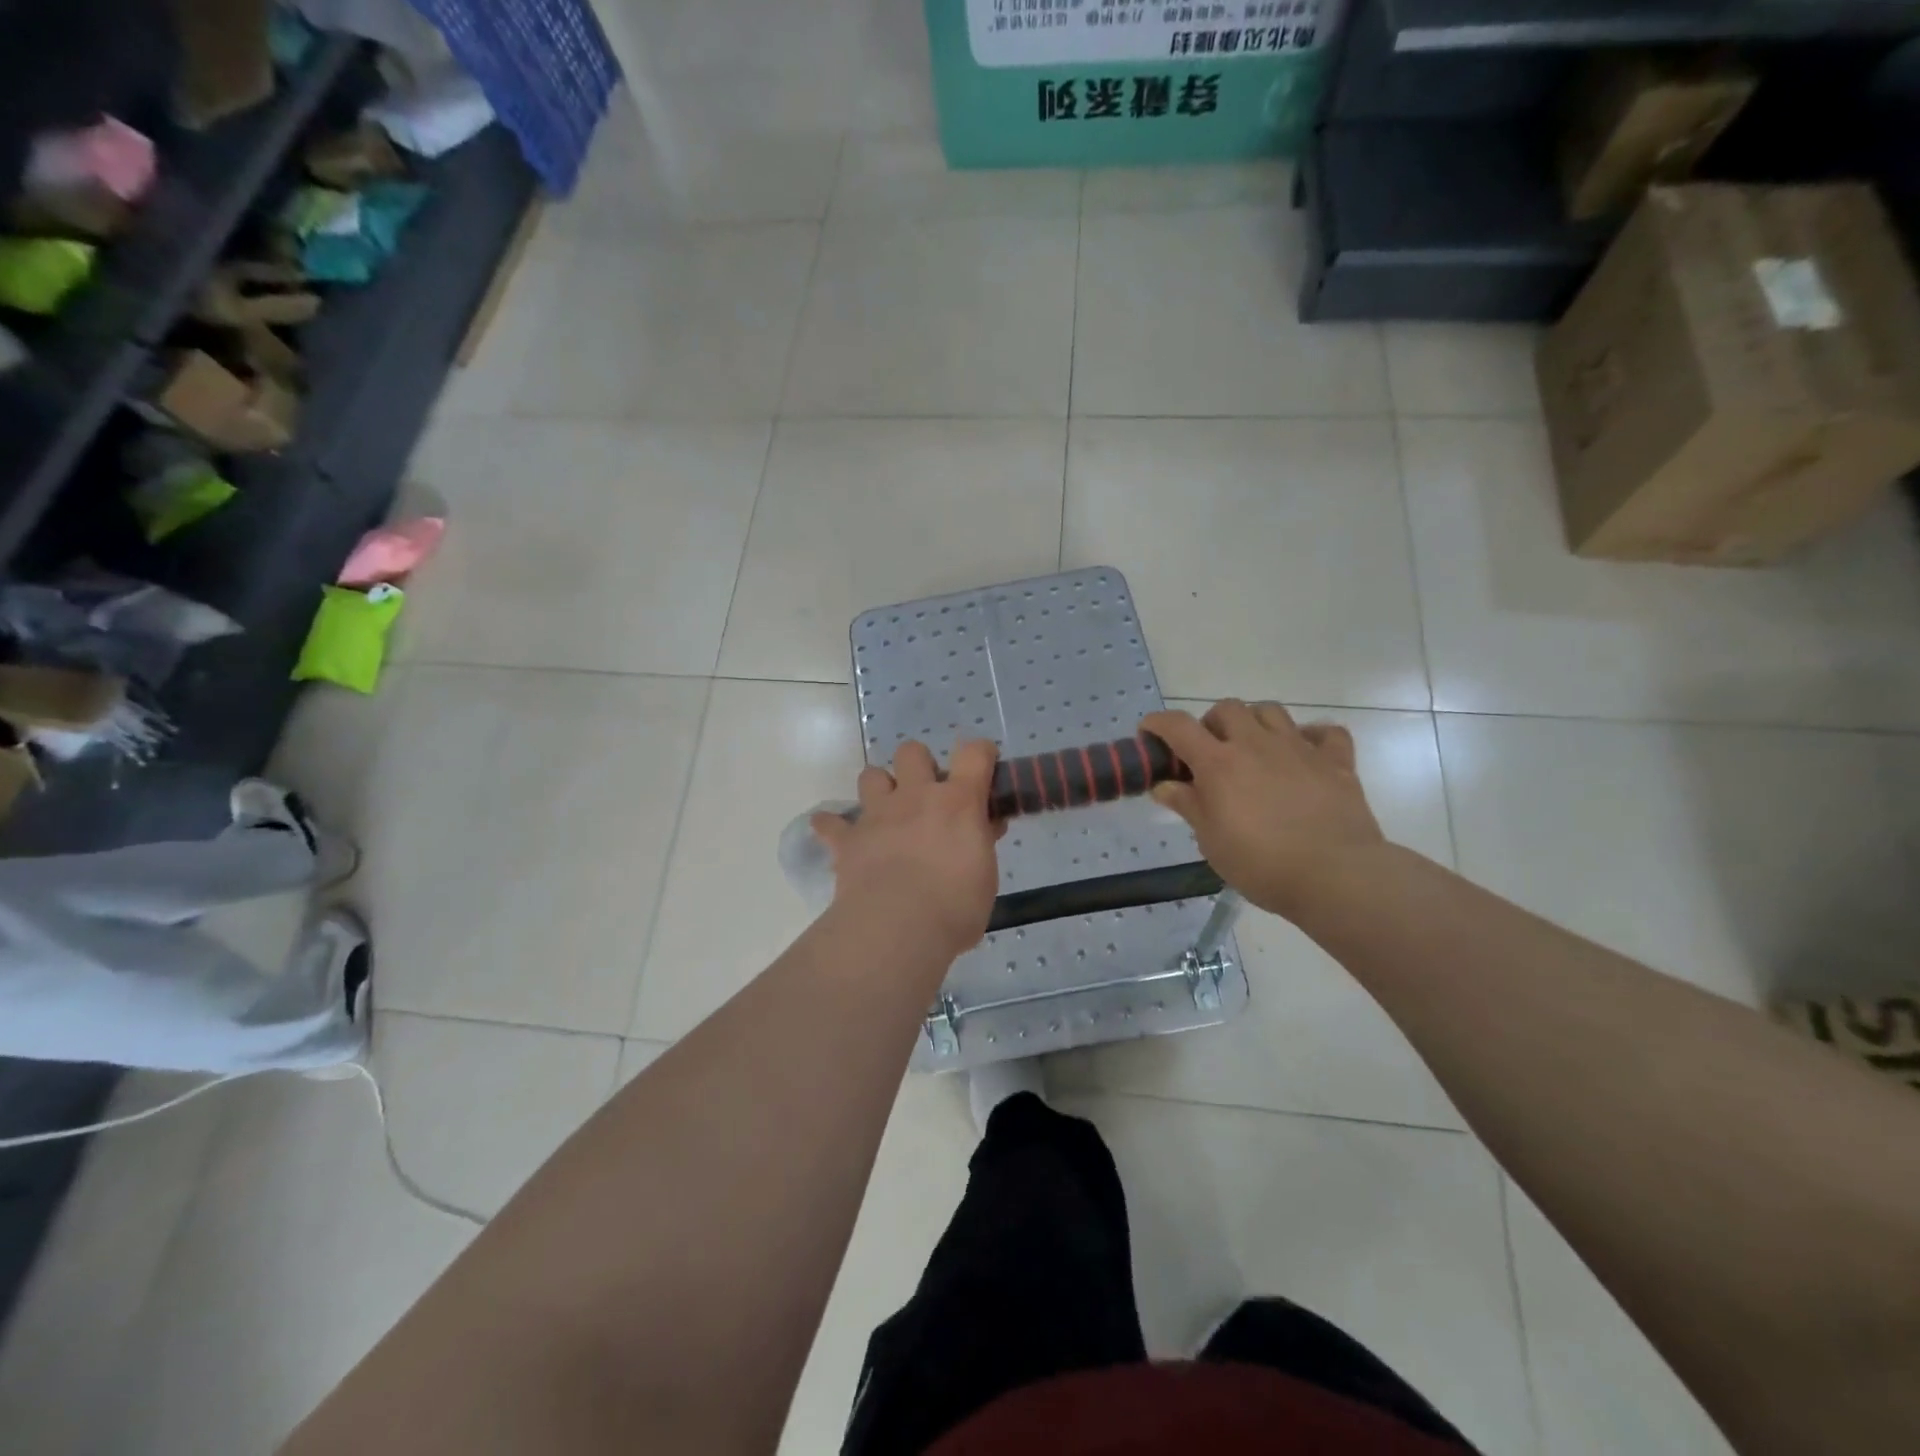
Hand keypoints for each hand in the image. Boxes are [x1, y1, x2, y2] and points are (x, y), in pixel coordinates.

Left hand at [811, 740, 1002, 960]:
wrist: (898, 928)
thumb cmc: (955, 906)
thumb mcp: (986, 876)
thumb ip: (982, 844)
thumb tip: (983, 829)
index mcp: (958, 802)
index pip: (974, 754)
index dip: (980, 753)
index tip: (983, 765)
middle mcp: (916, 797)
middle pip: (912, 751)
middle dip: (919, 765)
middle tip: (928, 795)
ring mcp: (878, 814)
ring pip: (871, 775)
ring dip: (880, 788)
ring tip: (887, 813)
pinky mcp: (848, 840)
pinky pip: (829, 823)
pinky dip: (832, 827)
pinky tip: (838, 835)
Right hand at [1141, 701, 1385, 920]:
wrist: (1334, 874)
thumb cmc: (1260, 863)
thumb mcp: (1211, 840)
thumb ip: (1187, 805)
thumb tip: (1164, 786)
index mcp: (1218, 763)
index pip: (1178, 726)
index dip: (1158, 723)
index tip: (1149, 733)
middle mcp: (1256, 744)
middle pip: (1227, 708)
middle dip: (1211, 723)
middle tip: (1209, 752)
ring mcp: (1299, 748)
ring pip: (1270, 710)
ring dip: (1254, 722)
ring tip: (1252, 748)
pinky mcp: (1336, 761)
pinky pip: (1325, 732)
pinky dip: (1311, 737)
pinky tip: (1304, 754)